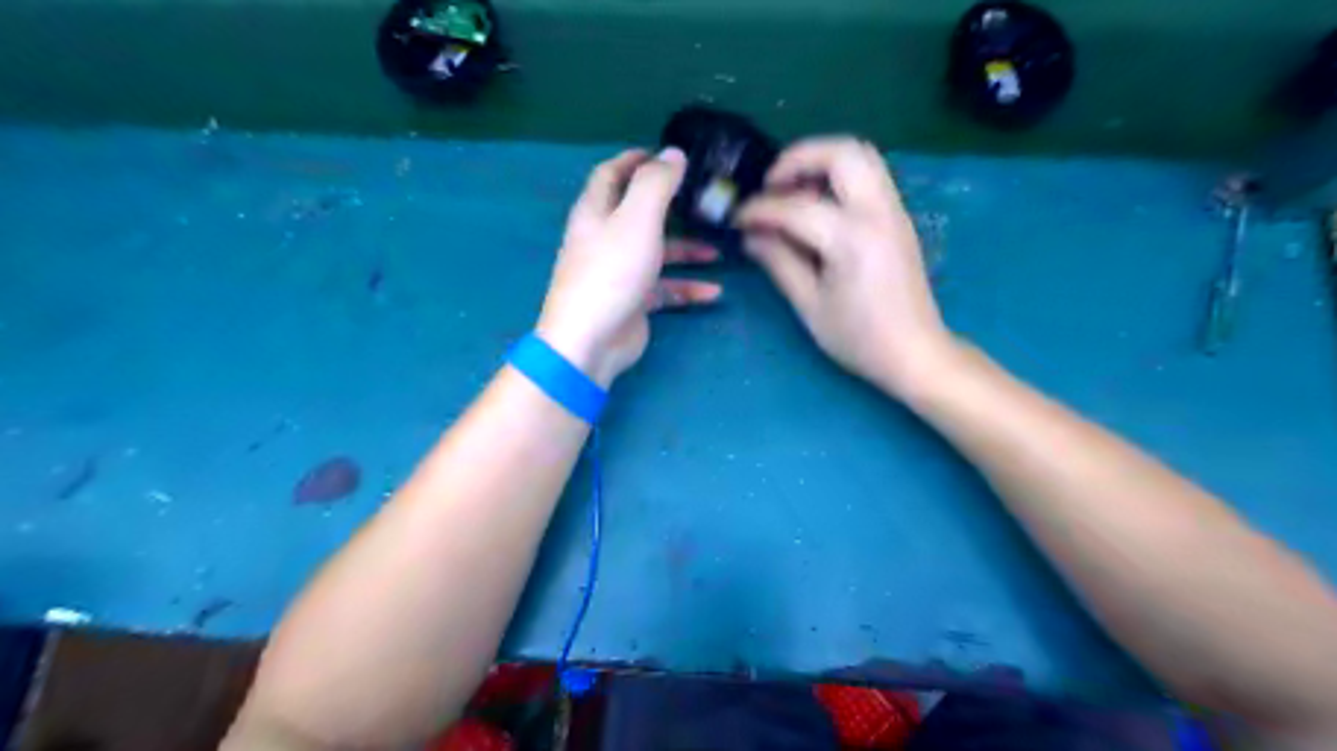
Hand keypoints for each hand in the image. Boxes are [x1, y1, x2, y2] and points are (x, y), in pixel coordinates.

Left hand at [535, 151, 720, 389]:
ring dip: (686, 251)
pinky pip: (663, 289)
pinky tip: (712, 293)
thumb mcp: (637, 218)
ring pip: (655, 253)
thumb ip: (656, 183)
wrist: (591, 340)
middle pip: (637, 213)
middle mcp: (604, 238)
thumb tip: (674, 153)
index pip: (611, 175)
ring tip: (718, 252)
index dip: (634, 159)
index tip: (664, 154)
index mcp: (596, 212)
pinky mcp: (631, 302)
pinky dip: (686, 288)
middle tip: (702, 200)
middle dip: (670, 206)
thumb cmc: (612, 272)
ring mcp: (618, 272)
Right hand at [735, 139, 956, 397]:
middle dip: (799, 158)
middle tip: (771, 185)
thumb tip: (750, 236)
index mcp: (851, 238)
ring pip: (860, 156)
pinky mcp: (898, 218)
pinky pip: (868, 177)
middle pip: (842, 152)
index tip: (737, 219)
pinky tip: (816, 209)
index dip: (758, 210)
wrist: (915, 353)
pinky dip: (837, 178)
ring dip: (821, 162)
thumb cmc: (859, 338)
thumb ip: (779, 262)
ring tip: (792, 192)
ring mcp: (893, 211)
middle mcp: (877, 212)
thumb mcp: (809, 305)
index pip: (795, 207)